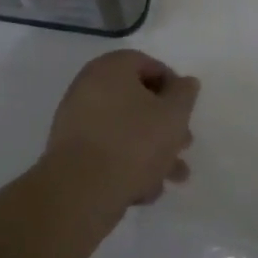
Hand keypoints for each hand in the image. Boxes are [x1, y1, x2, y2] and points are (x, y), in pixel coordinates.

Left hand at [40, 50, 196, 226]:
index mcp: (111, 68)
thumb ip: (184, 94)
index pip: (148, 65)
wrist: (81, 192)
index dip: (173, 86)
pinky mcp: (70, 154)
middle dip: (165, 125)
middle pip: (137, 101)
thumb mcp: (173, 114)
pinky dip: (127, 164)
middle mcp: (88, 88)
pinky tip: (145, 190)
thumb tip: (185, 83)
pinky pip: (106, 151)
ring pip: (124, 130)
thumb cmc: (134, 142)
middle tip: (184, 144)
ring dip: (152, 150)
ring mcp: (75, 121)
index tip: (187, 110)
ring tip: (173, 177)